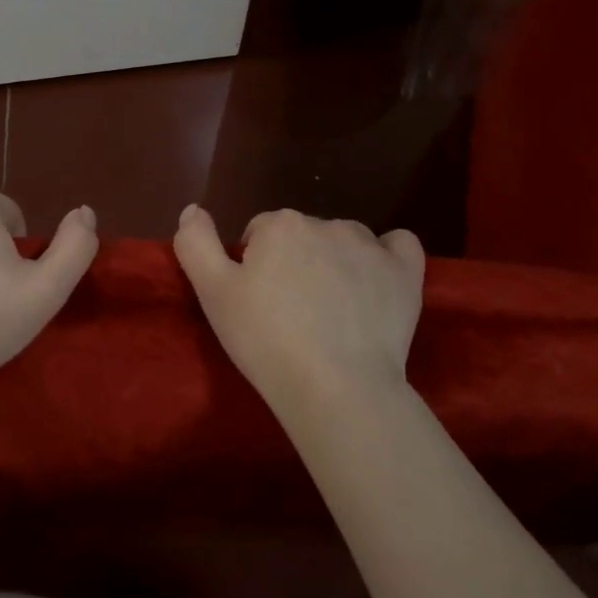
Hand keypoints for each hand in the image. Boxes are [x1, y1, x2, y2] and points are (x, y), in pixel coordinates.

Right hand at [173, 205, 424, 406]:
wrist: (336, 388)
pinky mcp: (405, 273)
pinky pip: (400, 245)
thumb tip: (192, 208)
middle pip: (302, 235)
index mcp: (280, 225)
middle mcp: (327, 223)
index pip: (259, 233)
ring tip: (331, 311)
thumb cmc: (266, 340)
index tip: (256, 302)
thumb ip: (195, 244)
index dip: (253, 265)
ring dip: (335, 261)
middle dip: (293, 262)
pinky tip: (376, 281)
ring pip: (345, 240)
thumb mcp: (213, 294)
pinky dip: (388, 255)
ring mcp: (371, 246)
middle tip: (289, 312)